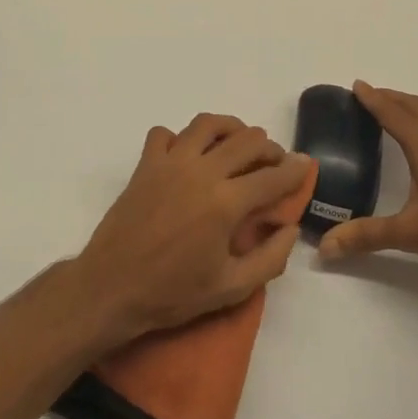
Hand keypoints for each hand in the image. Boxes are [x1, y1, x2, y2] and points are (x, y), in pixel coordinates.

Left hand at [76, 114, 312, 344]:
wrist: (112, 288)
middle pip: (246, 141)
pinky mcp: (145, 165)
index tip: (306, 164)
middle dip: (268, 147)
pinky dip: (180, 138)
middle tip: (274, 160)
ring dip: (230, 128)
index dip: (295, 169)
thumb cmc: (172, 294)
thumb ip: (269, 258)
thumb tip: (289, 228)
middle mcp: (201, 172)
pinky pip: (164, 134)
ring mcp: (170, 163)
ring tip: (238, 142)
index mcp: (226, 203)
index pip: (272, 176)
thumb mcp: (230, 289)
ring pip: (207, 124)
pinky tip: (187, 155)